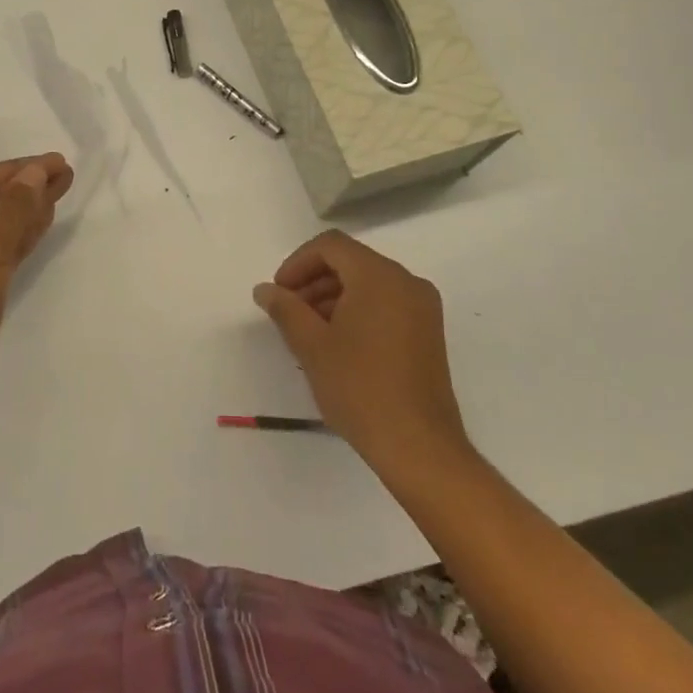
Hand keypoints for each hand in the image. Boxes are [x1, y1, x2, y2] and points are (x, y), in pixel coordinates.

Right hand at [252, 230, 472, 476]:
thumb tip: (265, 289)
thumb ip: (285, 309)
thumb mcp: (312, 345)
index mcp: (380, 277)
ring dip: (332, 296)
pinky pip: (385, 304)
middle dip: (313, 280)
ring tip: (307, 331)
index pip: (331, 246)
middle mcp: (407, 282)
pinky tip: (336, 343)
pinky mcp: (428, 333)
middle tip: (288, 312)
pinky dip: (356, 310)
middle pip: (351, 262)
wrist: (418, 446)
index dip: (298, 263)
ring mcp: (422, 308)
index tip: (279, 293)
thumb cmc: (360, 388)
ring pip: (368, 283)